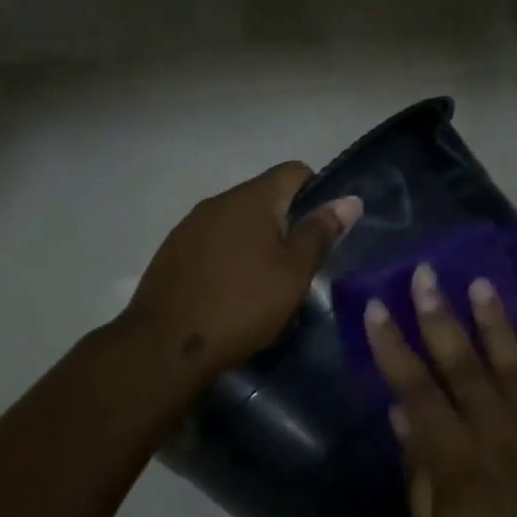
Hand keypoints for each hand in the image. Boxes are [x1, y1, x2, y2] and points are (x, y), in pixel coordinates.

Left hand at [123, 163, 361, 382]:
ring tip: (264, 284)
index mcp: (251, 198)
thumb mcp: (293, 273)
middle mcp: (217, 201)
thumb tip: (349, 200)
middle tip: (298, 267)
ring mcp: (189, 226)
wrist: (166, 344)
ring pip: (236, 223)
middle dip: (285, 224)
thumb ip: (320, 233)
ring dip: (255, 242)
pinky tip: (230, 292)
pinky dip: (228, 258)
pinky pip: (211, 244)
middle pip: (263, 197)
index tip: (322, 232)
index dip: (316, 193)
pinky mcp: (172, 252)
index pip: (294, 172)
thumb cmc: (242, 305)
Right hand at [365, 266, 516, 516]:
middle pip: (466, 367)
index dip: (394, 348)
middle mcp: (502, 440)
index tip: (377, 309)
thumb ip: (419, 474)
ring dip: (497, 326)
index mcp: (458, 464)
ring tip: (481, 286)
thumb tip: (402, 417)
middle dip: (441, 317)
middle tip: (428, 274)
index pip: (418, 391)